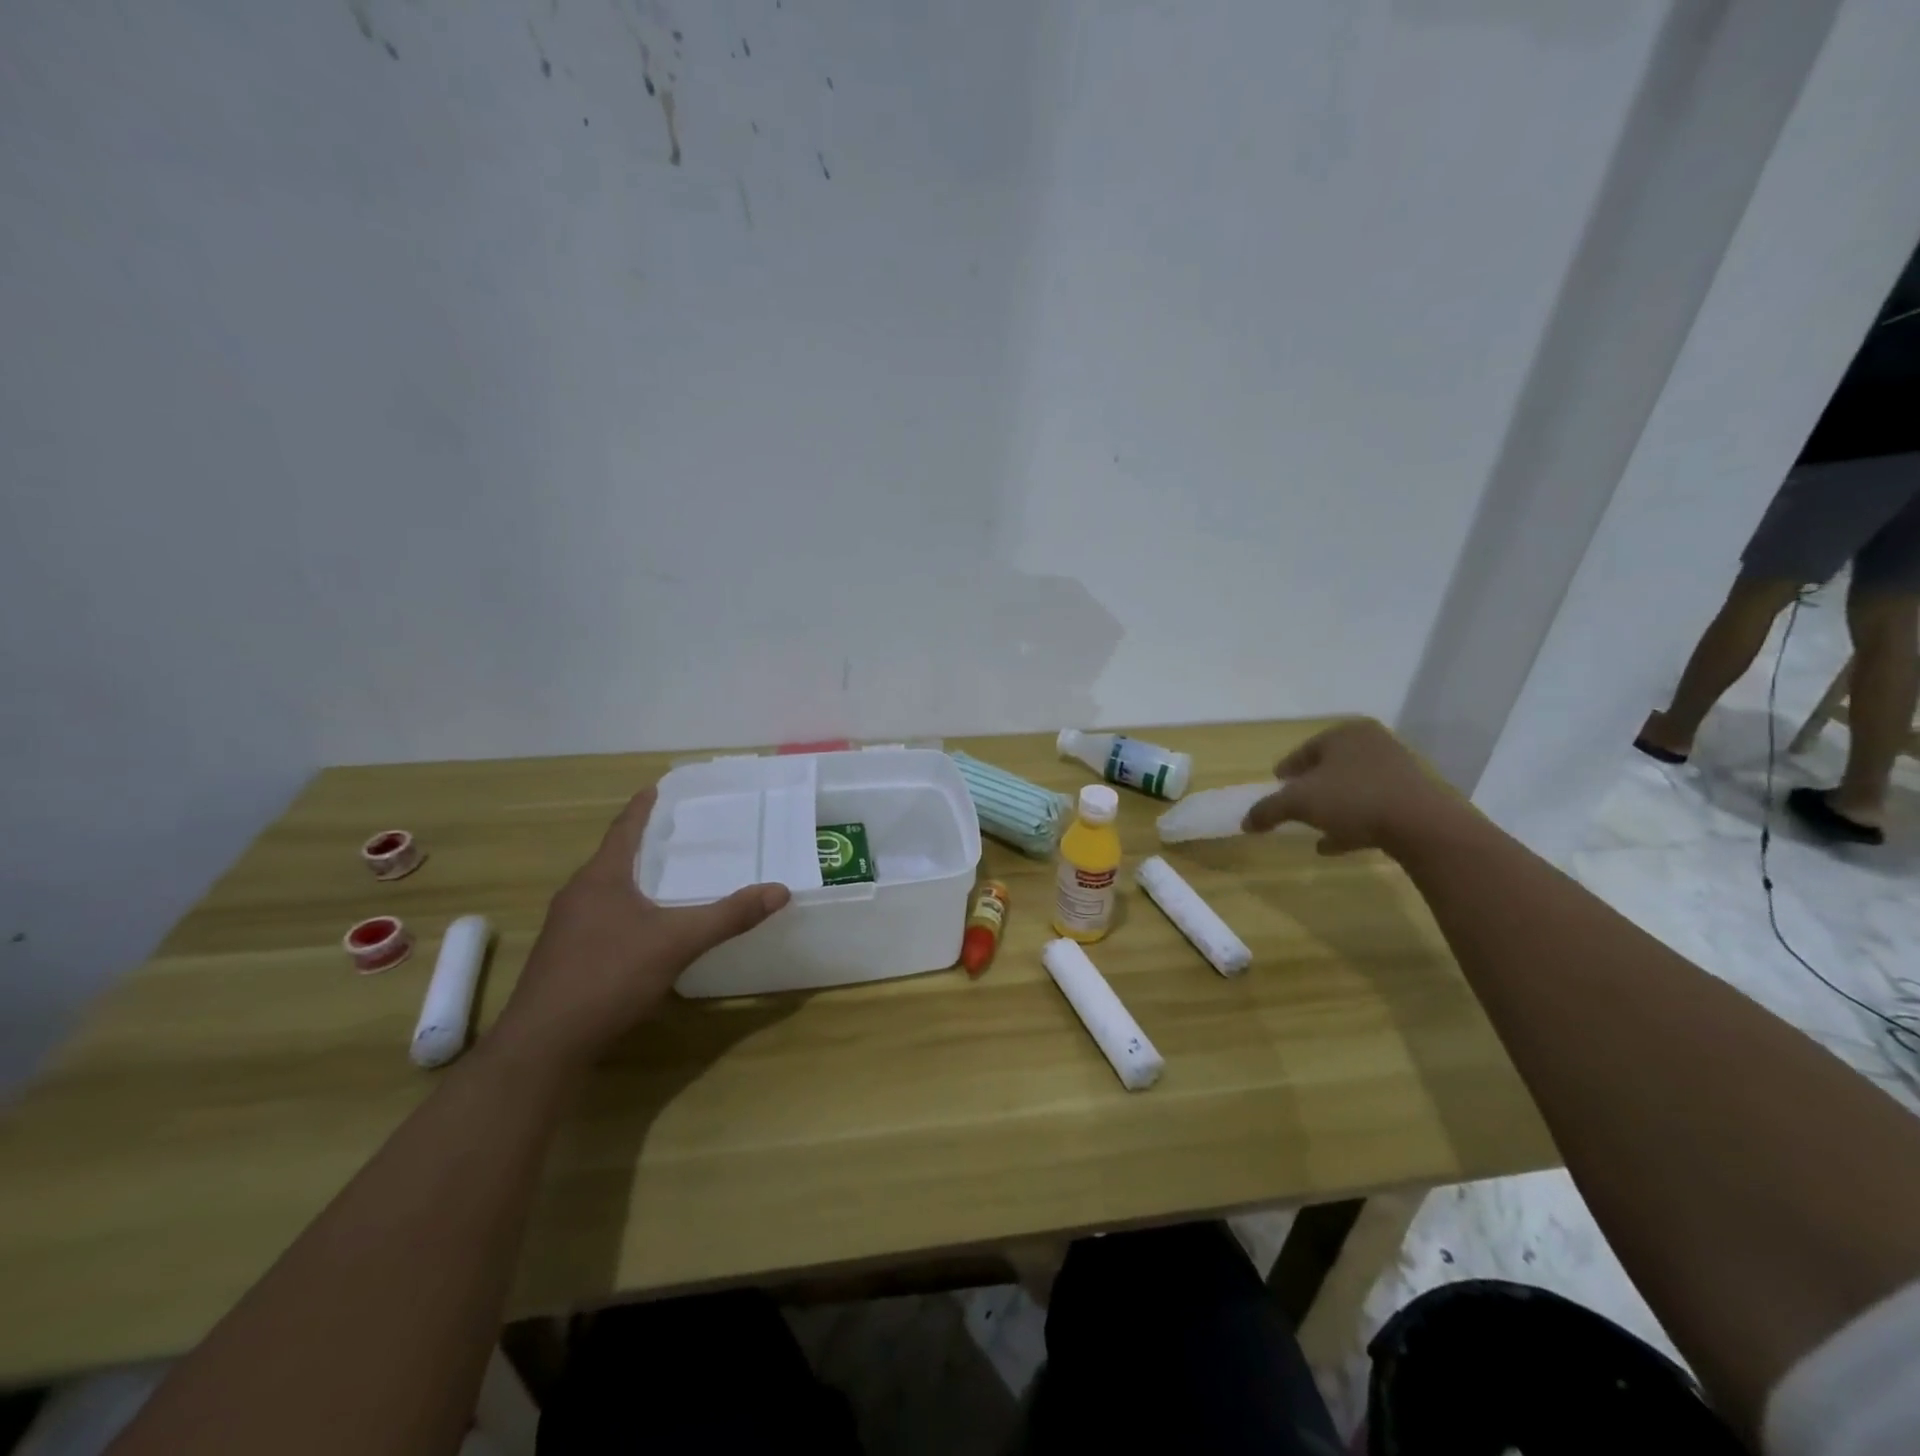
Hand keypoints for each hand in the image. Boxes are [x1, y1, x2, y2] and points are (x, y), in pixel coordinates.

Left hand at [490, 788, 790, 1068]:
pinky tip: (643, 929)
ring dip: (631, 878)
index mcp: (601, 878)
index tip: (654, 787)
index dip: (641, 807)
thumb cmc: (609, 976)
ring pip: (604, 890)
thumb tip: (780, 890)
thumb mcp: (678, 942)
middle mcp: (578, 895)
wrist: (544, 1045)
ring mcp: (565, 928)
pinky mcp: (563, 958)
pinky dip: (624, 910)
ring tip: (663, 877)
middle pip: (612, 857)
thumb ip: (729, 916)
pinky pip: (599, 918)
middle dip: (641, 843)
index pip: (623, 829)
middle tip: (674, 832)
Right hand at [1242, 718, 1464, 855]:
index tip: (1276, 788)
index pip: (1304, 750)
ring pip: (1351, 788)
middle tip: (1294, 807)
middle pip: (1329, 768)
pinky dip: (1352, 821)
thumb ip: (1268, 810)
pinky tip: (1335, 844)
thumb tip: (1245, 822)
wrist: (1422, 825)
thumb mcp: (1298, 803)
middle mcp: (1373, 744)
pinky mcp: (1413, 797)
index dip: (1286, 771)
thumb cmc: (1353, 799)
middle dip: (1310, 789)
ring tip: (1313, 829)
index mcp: (1344, 734)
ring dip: (1331, 807)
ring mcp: (1397, 770)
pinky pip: (1373, 806)